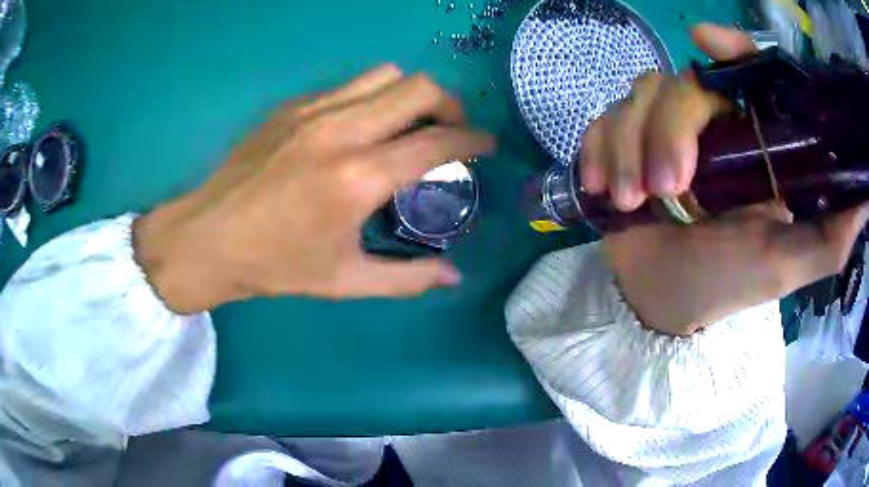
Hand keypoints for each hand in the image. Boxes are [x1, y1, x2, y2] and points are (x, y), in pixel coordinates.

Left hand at [133, 65, 494, 313]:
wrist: (208, 238)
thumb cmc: (275, 265)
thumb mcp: (345, 282)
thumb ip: (407, 278)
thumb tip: (454, 275)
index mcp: (358, 178)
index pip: (437, 141)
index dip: (473, 139)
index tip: (487, 145)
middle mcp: (340, 131)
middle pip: (419, 88)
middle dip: (450, 106)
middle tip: (451, 132)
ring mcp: (312, 111)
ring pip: (385, 76)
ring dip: (411, 96)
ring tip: (410, 125)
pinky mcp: (291, 106)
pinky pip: (349, 86)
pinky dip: (373, 99)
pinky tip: (362, 129)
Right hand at [581, 24, 868, 335]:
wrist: (664, 299)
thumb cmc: (728, 283)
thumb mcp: (787, 265)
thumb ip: (830, 238)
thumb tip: (864, 197)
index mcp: (752, 142)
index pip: (744, 72)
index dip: (728, 48)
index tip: (703, 39)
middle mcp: (709, 125)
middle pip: (679, 83)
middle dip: (666, 131)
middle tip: (665, 190)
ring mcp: (661, 131)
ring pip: (635, 99)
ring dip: (626, 148)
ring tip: (628, 201)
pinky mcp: (622, 142)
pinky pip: (602, 122)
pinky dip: (597, 150)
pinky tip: (601, 187)